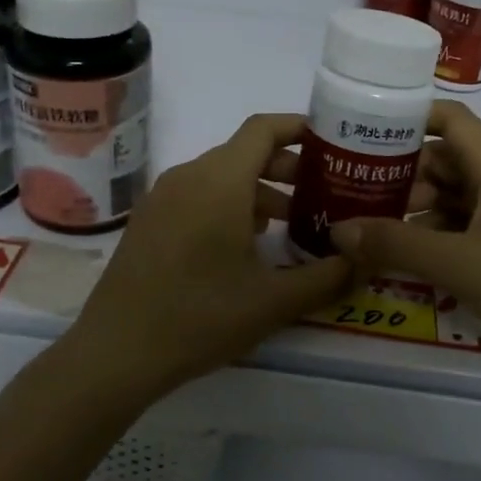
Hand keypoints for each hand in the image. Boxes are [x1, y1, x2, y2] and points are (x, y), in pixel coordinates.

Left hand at [61, 114, 353, 399]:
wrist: (115, 352)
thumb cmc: (200, 316)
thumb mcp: (273, 301)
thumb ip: (328, 277)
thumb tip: (365, 261)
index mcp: (219, 181)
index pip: (264, 129)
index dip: (300, 128)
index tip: (333, 143)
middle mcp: (188, 177)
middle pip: (244, 153)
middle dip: (288, 168)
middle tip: (325, 194)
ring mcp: (162, 199)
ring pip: (221, 177)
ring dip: (260, 192)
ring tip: (293, 225)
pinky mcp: (149, 222)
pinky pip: (198, 197)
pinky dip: (229, 206)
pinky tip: (247, 246)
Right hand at [329, 100, 480, 373]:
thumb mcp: (458, 263)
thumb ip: (395, 244)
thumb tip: (336, 231)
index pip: (446, 117)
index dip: (404, 117)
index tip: (356, 132)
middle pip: (439, 158)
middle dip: (394, 172)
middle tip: (344, 189)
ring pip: (446, 194)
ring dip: (407, 207)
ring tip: (359, 224)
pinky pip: (457, 225)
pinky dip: (427, 233)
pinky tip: (395, 254)